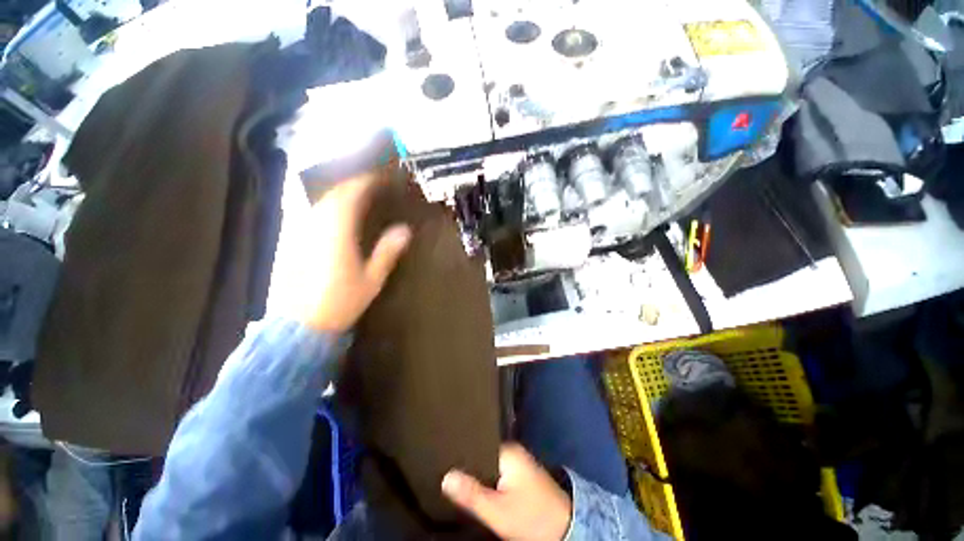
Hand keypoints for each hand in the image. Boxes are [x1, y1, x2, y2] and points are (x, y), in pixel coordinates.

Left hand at [299, 172, 410, 332]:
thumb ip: (387, 252)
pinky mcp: (292, 242)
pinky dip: (326, 207)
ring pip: (320, 203)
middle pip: (333, 195)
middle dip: (352, 184)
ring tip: (356, 193)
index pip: (350, 196)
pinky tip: (334, 212)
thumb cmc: (341, 302)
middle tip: (370, 183)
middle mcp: (316, 227)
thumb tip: (405, 230)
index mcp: (337, 234)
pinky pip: (311, 214)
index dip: (364, 182)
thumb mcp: (372, 279)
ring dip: (338, 193)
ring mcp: (301, 233)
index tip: (379, 177)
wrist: (300, 325)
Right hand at [442, 444, 571, 540]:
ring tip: (455, 475)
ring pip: (489, 463)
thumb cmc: (530, 517)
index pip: (477, 443)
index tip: (443, 456)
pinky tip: (476, 485)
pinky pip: (497, 471)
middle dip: (467, 463)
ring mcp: (518, 463)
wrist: (565, 530)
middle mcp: (513, 451)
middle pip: (483, 453)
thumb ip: (472, 493)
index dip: (461, 451)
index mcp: (508, 451)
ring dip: (477, 472)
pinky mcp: (521, 475)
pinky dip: (487, 478)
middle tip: (446, 469)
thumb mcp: (497, 510)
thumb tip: (446, 477)